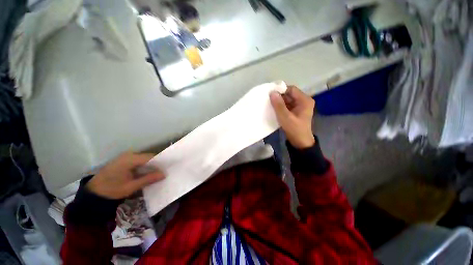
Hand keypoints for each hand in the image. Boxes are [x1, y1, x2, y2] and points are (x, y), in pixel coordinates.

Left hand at [86, 152, 164, 199]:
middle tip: (164, 171)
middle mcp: (128, 155)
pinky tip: (147, 172)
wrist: (93, 193)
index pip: (151, 157)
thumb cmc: (112, 190)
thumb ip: (148, 179)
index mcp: (130, 159)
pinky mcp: (123, 160)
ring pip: (144, 159)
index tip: (168, 168)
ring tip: (158, 172)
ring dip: (151, 165)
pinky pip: (138, 161)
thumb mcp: (131, 186)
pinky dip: (144, 166)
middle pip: (148, 157)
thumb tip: (164, 174)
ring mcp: (125, 157)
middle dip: (156, 164)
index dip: (161, 162)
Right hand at [270, 85, 315, 148]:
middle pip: (289, 94)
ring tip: (270, 104)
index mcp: (305, 100)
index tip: (270, 94)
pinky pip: (287, 105)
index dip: (281, 90)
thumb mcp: (285, 117)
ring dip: (279, 102)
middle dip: (279, 97)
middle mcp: (304, 100)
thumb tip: (272, 92)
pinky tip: (274, 109)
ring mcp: (300, 106)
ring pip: (287, 99)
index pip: (291, 89)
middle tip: (269, 100)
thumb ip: (278, 105)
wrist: (300, 141)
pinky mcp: (296, 110)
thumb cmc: (294, 129)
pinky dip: (281, 106)